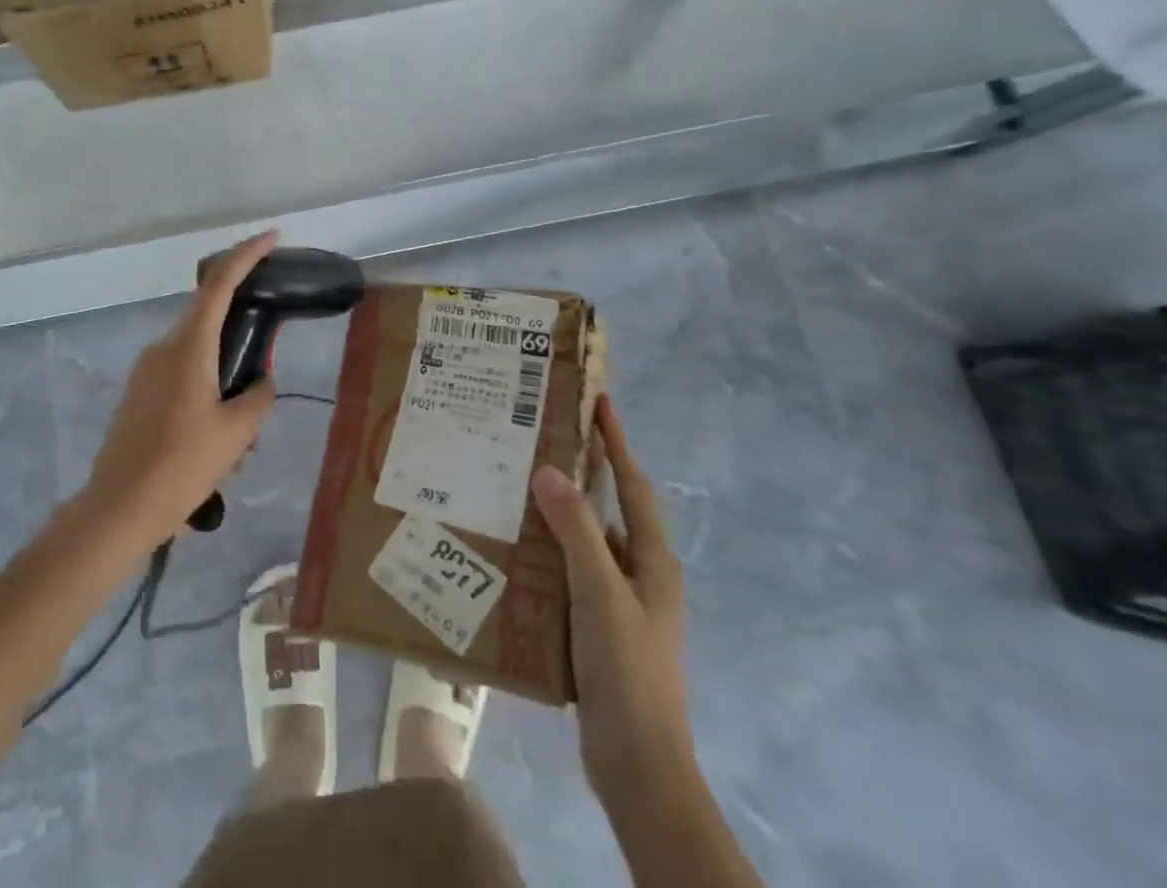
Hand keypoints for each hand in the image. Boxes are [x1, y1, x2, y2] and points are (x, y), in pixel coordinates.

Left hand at [79, 230, 281, 553]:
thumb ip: (258, 395)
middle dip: (243, 339)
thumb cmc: (182, 465)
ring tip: (241, 435)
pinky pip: (182, 375)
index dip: (247, 254)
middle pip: (211, 319)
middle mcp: (165, 347)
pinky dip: (205, 390)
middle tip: (264, 376)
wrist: (118, 509)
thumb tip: (259, 381)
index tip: (272, 238)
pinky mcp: (139, 392)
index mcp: (189, 346)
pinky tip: (215, 442)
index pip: (220, 283)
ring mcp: (147, 369)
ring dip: (224, 376)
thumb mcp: (237, 433)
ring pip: (198, 354)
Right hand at [533, 396, 693, 818]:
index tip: (599, 402)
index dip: (616, 442)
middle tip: (541, 436)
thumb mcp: (600, 593)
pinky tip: (515, 548)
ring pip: (586, 540)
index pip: (633, 484)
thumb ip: (576, 531)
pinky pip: (571, 571)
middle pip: (610, 507)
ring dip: (559, 512)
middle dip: (583, 471)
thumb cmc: (627, 670)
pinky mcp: (598, 626)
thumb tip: (548, 469)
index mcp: (651, 560)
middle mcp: (640, 573)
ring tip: (515, 483)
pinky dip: (548, 551)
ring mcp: (620, 601)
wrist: (638, 764)